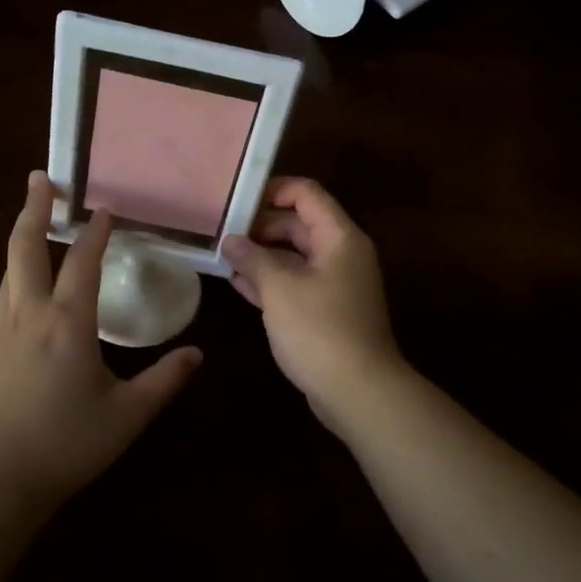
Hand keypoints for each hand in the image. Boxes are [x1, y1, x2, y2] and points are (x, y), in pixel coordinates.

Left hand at [0, 172, 201, 508]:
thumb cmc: (63, 445)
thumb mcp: (125, 417)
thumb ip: (163, 382)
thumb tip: (197, 354)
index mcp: (67, 323)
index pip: (82, 261)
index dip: (96, 231)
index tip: (105, 207)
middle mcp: (28, 315)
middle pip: (25, 247)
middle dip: (33, 208)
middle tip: (39, 178)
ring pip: (8, 271)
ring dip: (21, 240)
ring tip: (32, 222)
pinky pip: (3, 300)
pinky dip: (16, 278)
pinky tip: (26, 293)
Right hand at [220, 178, 405, 430]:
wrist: (358, 391)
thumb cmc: (320, 330)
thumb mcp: (279, 289)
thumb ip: (253, 258)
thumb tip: (230, 240)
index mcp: (338, 237)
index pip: (306, 194)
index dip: (272, 190)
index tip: (236, 199)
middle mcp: (340, 253)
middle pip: (298, 223)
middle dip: (260, 225)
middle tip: (221, 230)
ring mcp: (334, 284)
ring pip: (294, 255)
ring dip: (261, 254)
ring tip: (222, 255)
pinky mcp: (326, 310)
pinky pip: (295, 283)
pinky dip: (270, 280)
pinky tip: (237, 283)